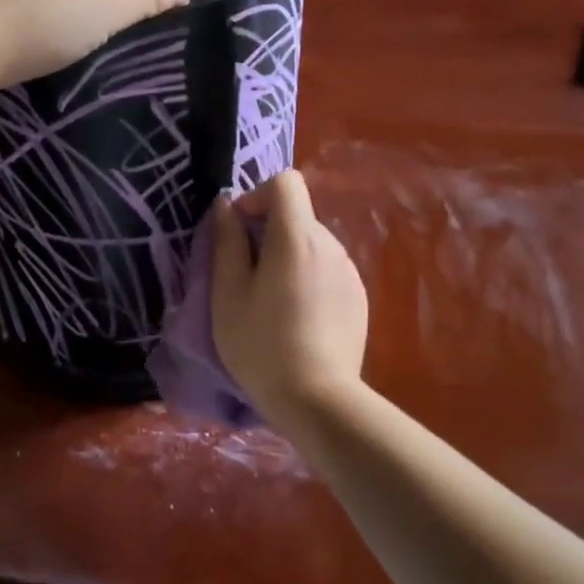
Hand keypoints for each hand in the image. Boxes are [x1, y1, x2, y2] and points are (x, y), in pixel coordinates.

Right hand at [211, 171, 368, 428]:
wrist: (317, 400)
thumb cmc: (261, 343)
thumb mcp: (228, 293)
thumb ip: (226, 242)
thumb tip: (224, 206)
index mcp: (296, 237)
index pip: (285, 183)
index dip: (257, 195)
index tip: (238, 229)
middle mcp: (330, 245)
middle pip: (297, 216)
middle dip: (267, 232)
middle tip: (245, 274)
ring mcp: (349, 272)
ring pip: (312, 244)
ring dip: (288, 257)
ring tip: (271, 301)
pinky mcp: (358, 298)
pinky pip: (327, 270)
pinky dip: (308, 278)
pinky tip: (297, 318)